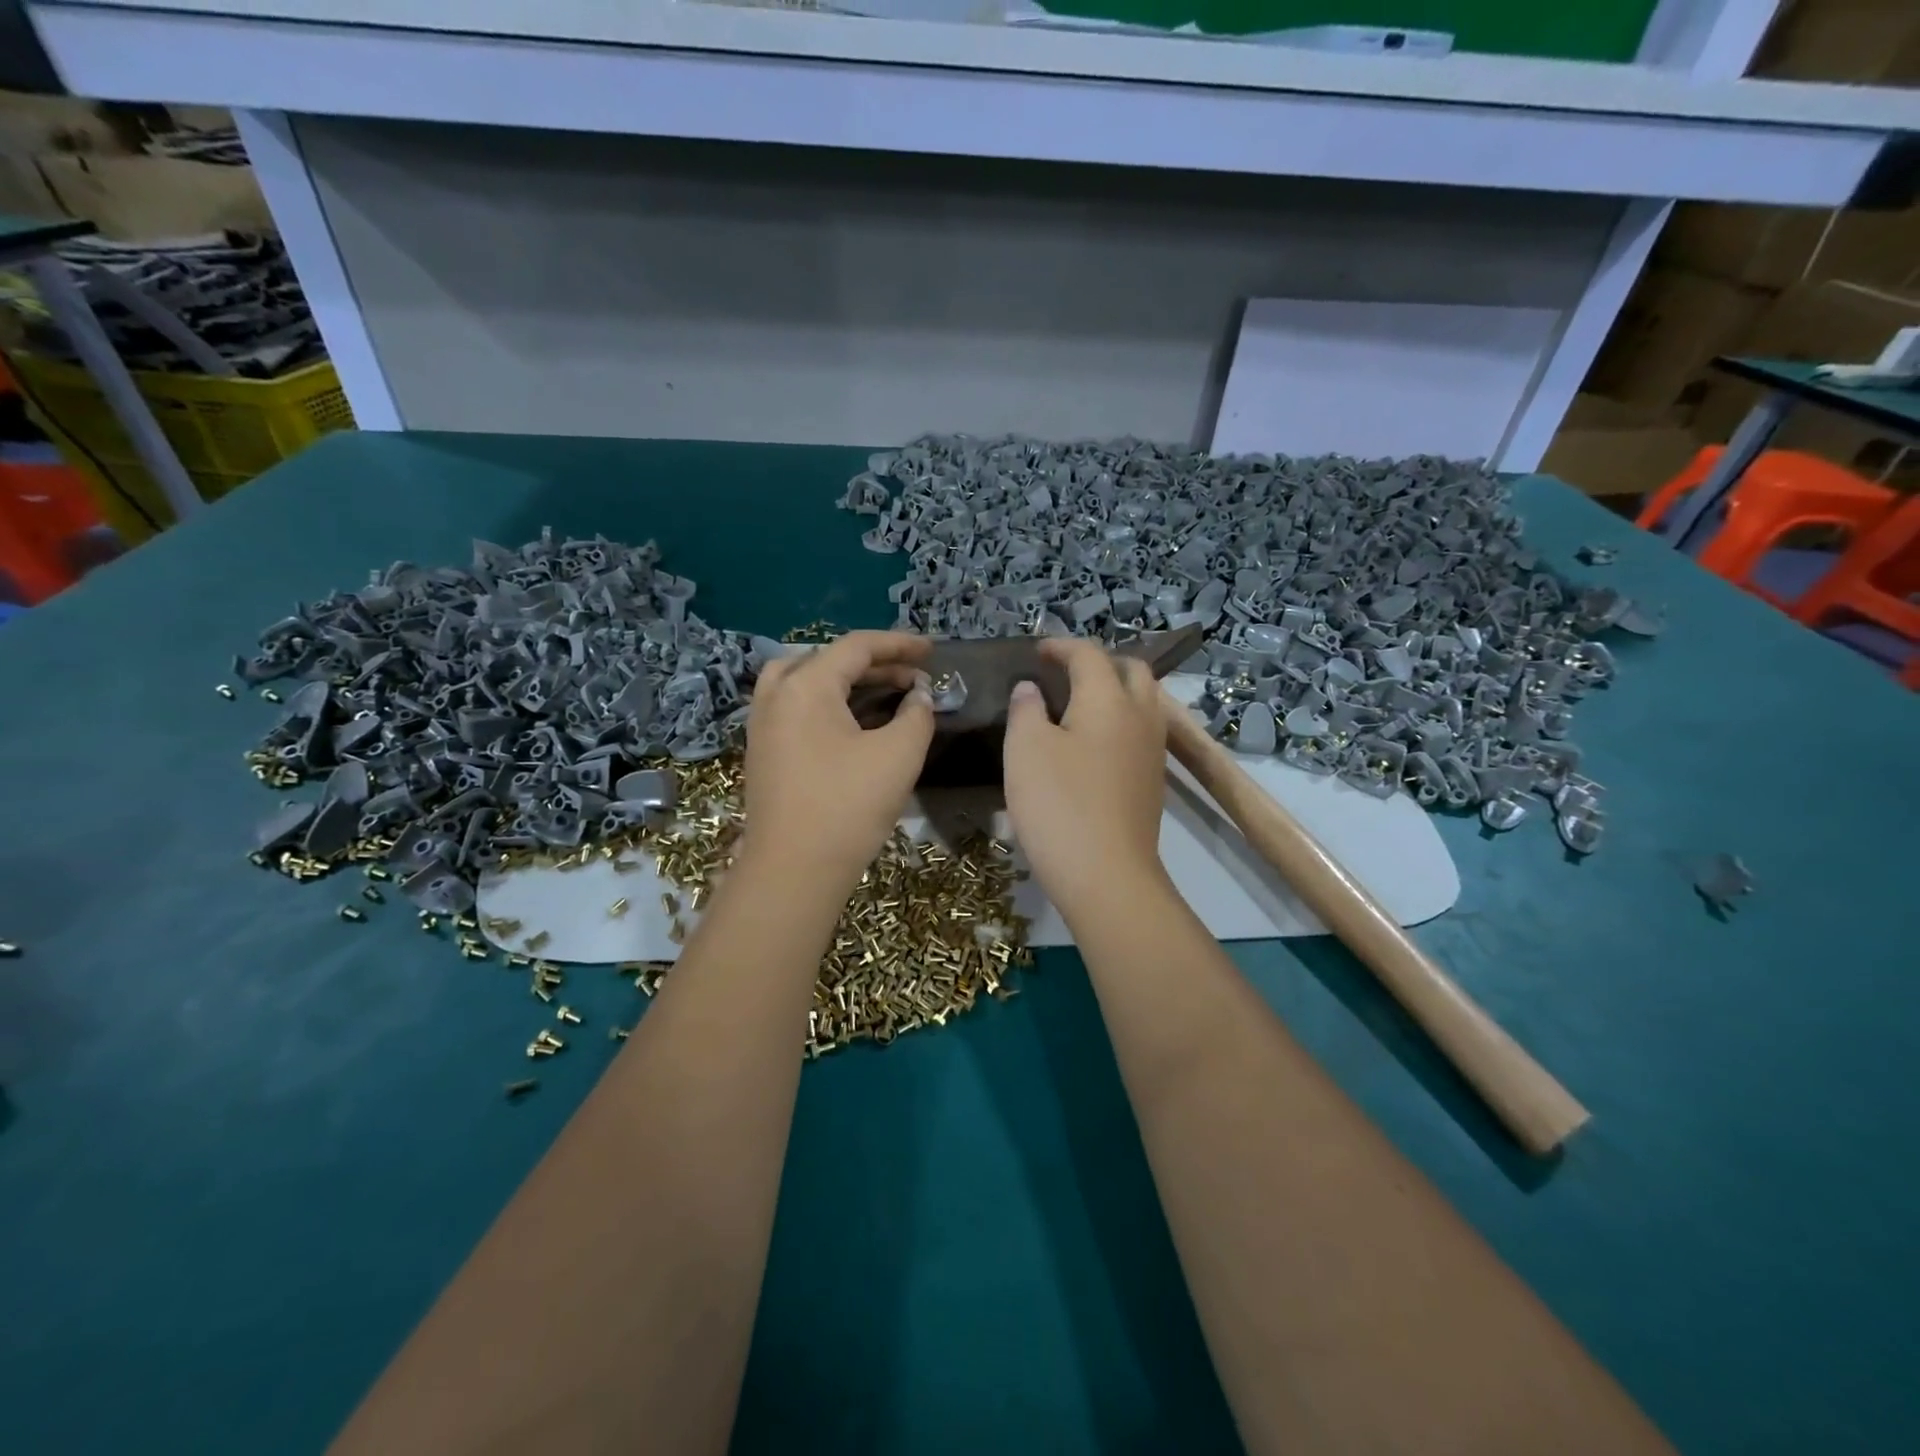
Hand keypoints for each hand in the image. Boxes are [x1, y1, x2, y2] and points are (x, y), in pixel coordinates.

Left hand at [741, 631, 932, 894]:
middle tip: (914, 677)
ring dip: (847, 680)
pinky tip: (853, 722)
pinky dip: (827, 702)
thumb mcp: (898, 754)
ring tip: (881, 691)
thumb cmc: (848, 806)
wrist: (793, 871)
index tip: (932, 651)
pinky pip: (795, 707)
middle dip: (876, 664)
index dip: (899, 645)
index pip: (856, 647)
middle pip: (828, 659)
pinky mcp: (764, 752)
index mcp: (805, 685)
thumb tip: (918, 696)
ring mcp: (763, 724)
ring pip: (805, 681)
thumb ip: (916, 714)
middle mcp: (776, 695)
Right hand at [1003, 638, 1171, 926]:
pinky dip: (1120, 721)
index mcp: (1109, 699)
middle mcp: (1141, 716)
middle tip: (1065, 673)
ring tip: (1079, 704)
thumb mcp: (1025, 749)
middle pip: (1132, 670)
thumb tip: (1031, 689)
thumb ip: (1026, 709)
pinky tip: (1092, 743)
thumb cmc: (1059, 804)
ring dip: (1116, 690)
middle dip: (1099, 662)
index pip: (1089, 654)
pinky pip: (1141, 732)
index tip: (1036, 651)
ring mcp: (1153, 751)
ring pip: (1143, 701)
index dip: (1061, 646)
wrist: (1107, 875)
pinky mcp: (1152, 782)